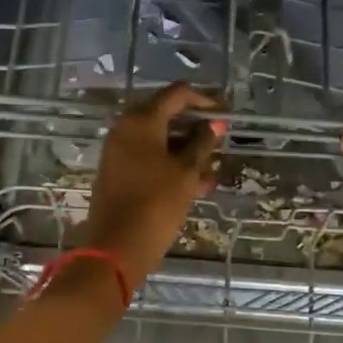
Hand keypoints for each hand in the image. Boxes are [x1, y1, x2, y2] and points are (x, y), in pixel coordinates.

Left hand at [81, 83, 225, 285]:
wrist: (117, 247)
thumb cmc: (156, 203)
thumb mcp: (186, 172)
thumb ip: (202, 144)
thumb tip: (215, 123)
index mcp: (141, 120)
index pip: (176, 94)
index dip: (204, 100)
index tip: (225, 113)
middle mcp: (126, 129)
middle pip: (167, 116)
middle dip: (195, 129)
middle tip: (220, 141)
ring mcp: (119, 151)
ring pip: (160, 142)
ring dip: (187, 151)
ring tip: (214, 170)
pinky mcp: (119, 173)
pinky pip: (150, 160)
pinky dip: (172, 166)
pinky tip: (199, 184)